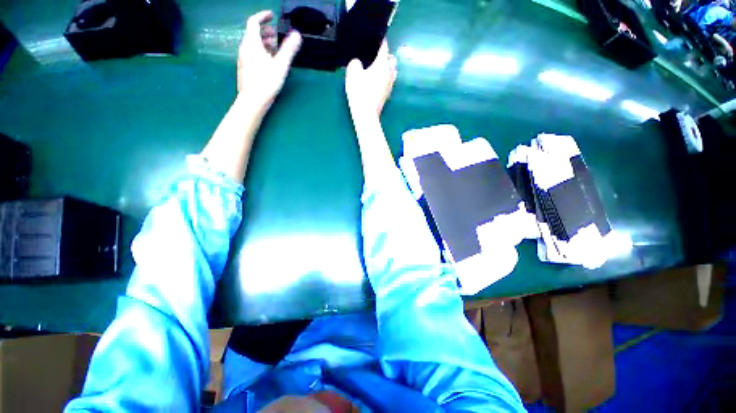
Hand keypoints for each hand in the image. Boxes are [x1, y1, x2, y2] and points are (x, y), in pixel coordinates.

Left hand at [237, 10, 301, 110]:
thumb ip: (289, 49)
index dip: (262, 16)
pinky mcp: (246, 68)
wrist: (252, 100)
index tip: (272, 15)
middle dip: (265, 31)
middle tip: (276, 34)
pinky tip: (269, 61)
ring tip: (275, 47)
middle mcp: (245, 48)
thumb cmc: (266, 82)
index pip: (253, 22)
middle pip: (253, 33)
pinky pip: (253, 54)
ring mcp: (244, 59)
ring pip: (253, 44)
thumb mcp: (280, 65)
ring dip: (264, 42)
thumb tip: (297, 34)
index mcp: (252, 43)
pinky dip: (261, 51)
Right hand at [345, 40, 397, 117]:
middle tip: (376, 56)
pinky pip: (389, 81)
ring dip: (387, 68)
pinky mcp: (387, 94)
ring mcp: (390, 85)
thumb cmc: (360, 93)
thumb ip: (355, 63)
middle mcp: (389, 73)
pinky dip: (385, 78)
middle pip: (392, 59)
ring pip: (392, 71)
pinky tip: (377, 81)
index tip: (378, 38)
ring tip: (377, 69)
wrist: (366, 115)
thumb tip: (358, 63)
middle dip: (386, 55)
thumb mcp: (352, 74)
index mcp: (382, 65)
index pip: (384, 47)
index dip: (381, 41)